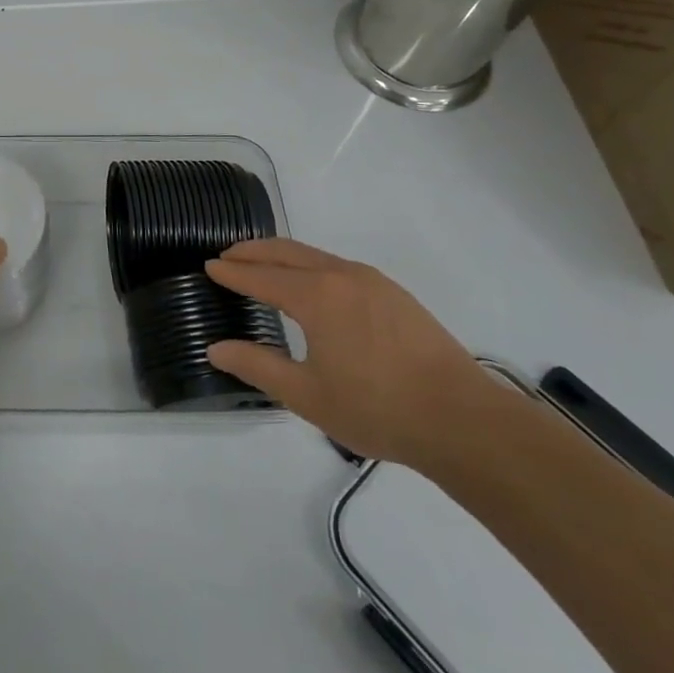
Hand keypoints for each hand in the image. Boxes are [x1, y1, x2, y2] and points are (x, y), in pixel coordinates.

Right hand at [204, 239, 495, 468]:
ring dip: (283, 256)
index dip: (232, 272)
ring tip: (264, 266)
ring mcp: (373, 282)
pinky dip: (311, 265)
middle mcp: (341, 276)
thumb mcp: (306, 395)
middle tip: (228, 256)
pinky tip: (313, 286)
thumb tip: (215, 349)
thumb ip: (257, 366)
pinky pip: (339, 266)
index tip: (210, 266)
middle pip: (287, 252)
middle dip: (253, 251)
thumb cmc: (377, 408)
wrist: (463, 421)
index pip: (260, 276)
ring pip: (315, 256)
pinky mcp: (395, 295)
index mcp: (315, 296)